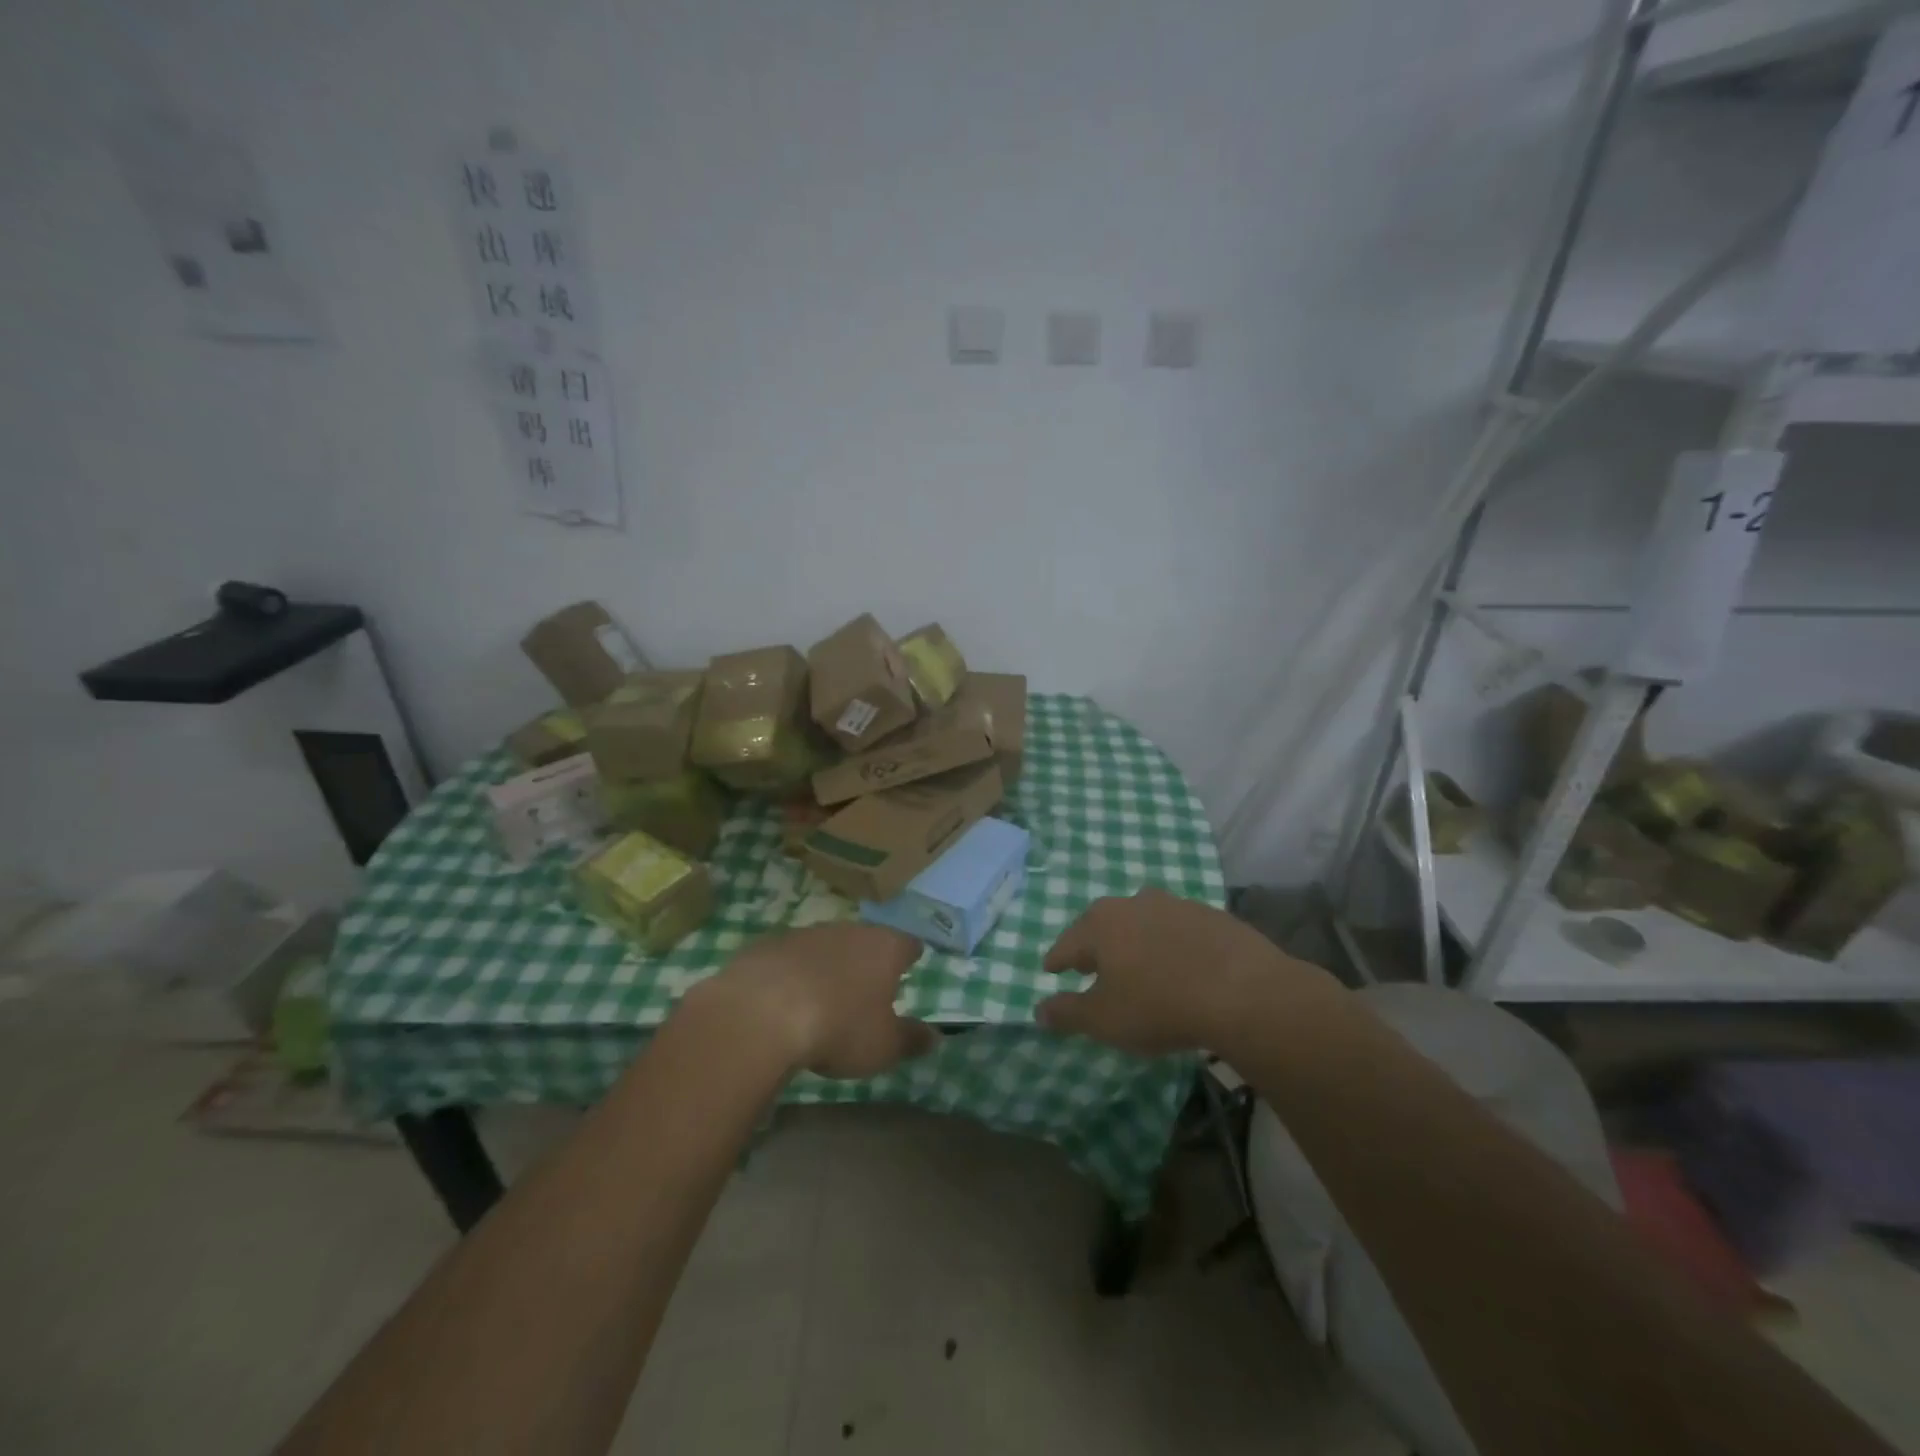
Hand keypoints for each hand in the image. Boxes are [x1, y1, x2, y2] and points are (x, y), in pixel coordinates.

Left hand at [693, 924, 937, 1079]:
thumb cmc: (838, 1027)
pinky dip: (793, 973)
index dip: (910, 956)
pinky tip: (785, 998)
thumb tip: (936, 1036)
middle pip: (866, 940)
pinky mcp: (769, 944)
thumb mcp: (883, 1046)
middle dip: (867, 959)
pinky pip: (790, 957)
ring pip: (827, 945)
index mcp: (885, 947)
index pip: (908, 944)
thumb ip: (911, 1039)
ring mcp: (806, 933)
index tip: (911, 965)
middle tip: (867, 985)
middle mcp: (849, 930)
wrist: (761, 1012)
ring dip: (828, 964)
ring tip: (824, 994)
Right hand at [1038, 889, 1316, 1054]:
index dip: (1057, 960)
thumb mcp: (1104, 1020)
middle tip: (1091, 967)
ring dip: (1136, 942)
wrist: (1245, 993)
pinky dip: (1172, 945)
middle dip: (1095, 946)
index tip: (1051, 970)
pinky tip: (1181, 967)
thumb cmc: (1160, 1006)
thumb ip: (1067, 1013)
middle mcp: (1134, 903)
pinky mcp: (1212, 916)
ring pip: (1144, 923)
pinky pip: (1179, 931)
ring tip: (1139, 966)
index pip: (1067, 943)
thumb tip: (1039, 1010)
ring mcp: (1176, 905)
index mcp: (1102, 923)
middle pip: (1104, 925)